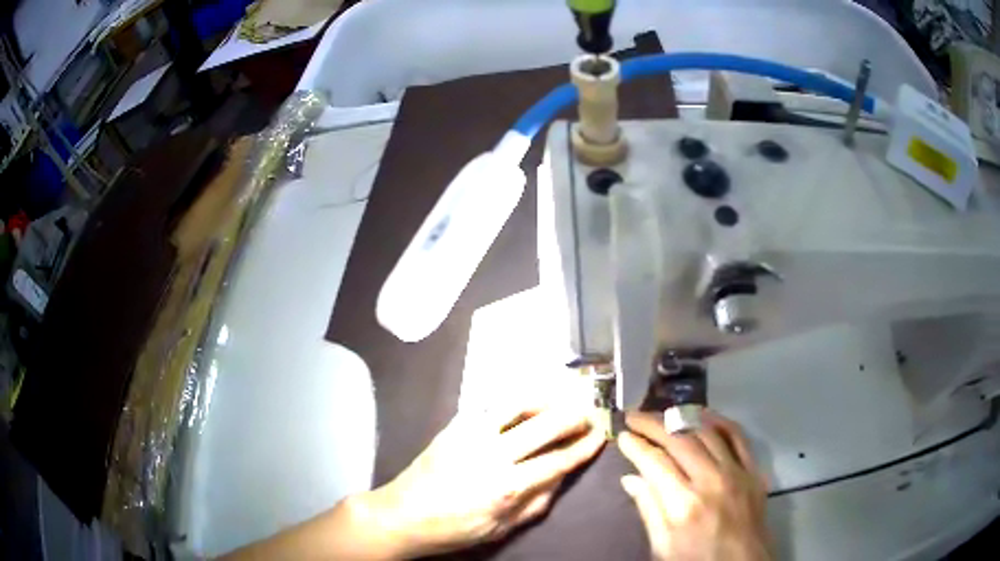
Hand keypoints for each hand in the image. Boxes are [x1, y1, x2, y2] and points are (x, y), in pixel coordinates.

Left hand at [360, 400, 605, 557]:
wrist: (402, 514)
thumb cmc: (454, 529)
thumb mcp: (502, 528)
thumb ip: (537, 502)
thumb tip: (562, 476)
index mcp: (508, 486)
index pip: (558, 460)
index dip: (584, 446)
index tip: (601, 435)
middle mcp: (493, 454)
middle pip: (545, 425)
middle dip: (574, 417)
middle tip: (590, 414)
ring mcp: (472, 434)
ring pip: (518, 404)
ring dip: (546, 399)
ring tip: (563, 400)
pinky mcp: (455, 425)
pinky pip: (491, 404)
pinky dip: (516, 399)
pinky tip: (527, 402)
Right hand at [617, 410, 771, 560]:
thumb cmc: (697, 560)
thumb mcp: (663, 546)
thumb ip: (649, 510)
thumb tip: (630, 478)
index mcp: (683, 505)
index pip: (655, 463)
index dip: (636, 446)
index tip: (622, 436)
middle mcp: (711, 481)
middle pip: (679, 440)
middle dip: (653, 424)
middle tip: (634, 416)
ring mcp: (736, 472)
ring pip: (707, 432)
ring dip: (682, 418)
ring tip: (662, 414)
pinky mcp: (753, 471)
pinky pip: (738, 436)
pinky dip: (720, 421)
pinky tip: (704, 416)